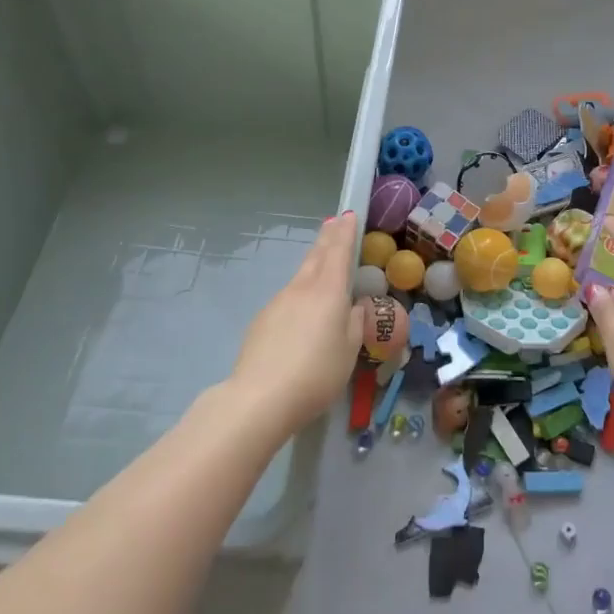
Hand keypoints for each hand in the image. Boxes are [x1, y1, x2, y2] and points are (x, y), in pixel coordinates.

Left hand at [229, 211, 365, 438]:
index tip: (348, 215)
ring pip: (300, 277)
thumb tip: (353, 306)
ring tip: (323, 264)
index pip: (338, 252)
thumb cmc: (316, 373)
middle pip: (316, 257)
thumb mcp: (349, 350)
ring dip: (313, 266)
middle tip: (334, 223)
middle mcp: (301, 289)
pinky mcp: (262, 321)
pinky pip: (288, 300)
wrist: (259, 398)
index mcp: (328, 291)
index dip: (345, 232)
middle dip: (327, 239)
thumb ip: (354, 323)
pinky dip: (300, 295)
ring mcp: (277, 303)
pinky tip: (302, 314)